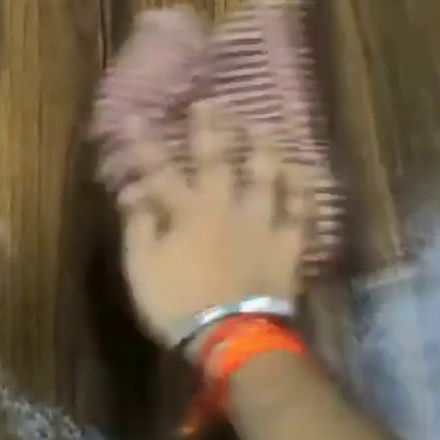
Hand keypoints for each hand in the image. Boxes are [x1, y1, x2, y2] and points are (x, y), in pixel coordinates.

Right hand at [114, 101, 313, 344]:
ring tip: (266, 125)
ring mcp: (260, 222)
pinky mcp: (287, 243)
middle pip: (217, 159)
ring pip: (265, 176)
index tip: (136, 116)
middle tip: (212, 101)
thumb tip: (133, 191)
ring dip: (264, 148)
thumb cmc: (180, 304)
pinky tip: (306, 173)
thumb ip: (138, 226)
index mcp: (186, 211)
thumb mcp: (142, 269)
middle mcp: (224, 206)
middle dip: (211, 128)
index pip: (160, 169)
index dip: (145, 143)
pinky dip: (304, 192)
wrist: (232, 338)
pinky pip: (301, 212)